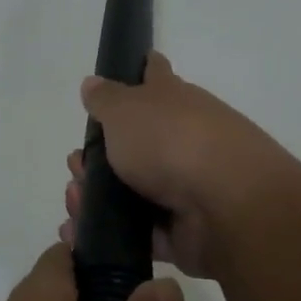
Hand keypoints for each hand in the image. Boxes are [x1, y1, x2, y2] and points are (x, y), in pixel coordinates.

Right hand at [61, 52, 289, 281]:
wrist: (227, 205)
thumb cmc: (172, 141)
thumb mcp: (126, 109)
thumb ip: (105, 99)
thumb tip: (92, 83)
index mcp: (174, 100)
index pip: (156, 74)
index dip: (143, 68)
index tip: (131, 67)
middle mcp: (183, 138)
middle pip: (138, 141)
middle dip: (101, 152)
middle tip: (76, 162)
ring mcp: (186, 186)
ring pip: (133, 189)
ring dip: (98, 195)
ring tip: (74, 199)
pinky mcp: (183, 230)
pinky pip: (138, 232)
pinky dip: (109, 233)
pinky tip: (79, 231)